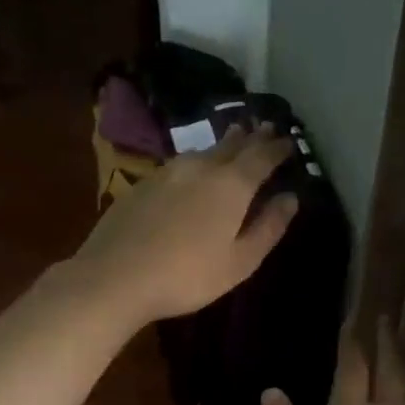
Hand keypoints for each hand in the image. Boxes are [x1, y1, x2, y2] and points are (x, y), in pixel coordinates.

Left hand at [71, 123, 298, 327]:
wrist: (114, 277)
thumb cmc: (187, 276)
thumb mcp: (240, 262)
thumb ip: (268, 227)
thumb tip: (290, 199)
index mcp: (231, 185)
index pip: (262, 156)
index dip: (278, 148)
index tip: (290, 142)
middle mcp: (201, 167)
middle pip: (233, 145)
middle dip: (252, 137)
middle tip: (265, 127)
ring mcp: (168, 172)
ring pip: (204, 150)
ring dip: (224, 144)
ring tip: (235, 139)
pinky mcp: (143, 183)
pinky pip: (180, 163)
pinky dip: (197, 161)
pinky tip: (194, 169)